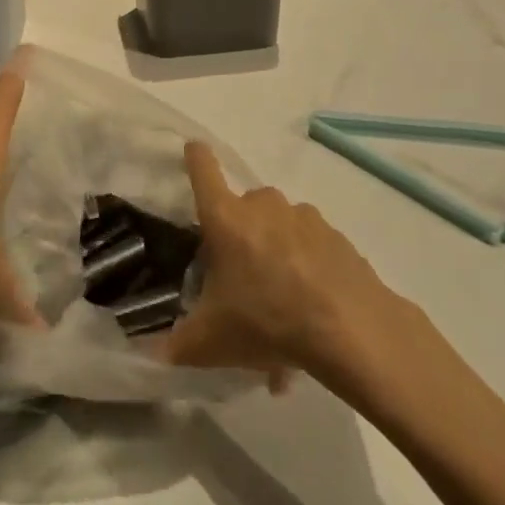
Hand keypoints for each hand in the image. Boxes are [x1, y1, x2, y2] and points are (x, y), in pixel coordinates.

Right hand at [165, 142, 421, 394]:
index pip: (202, 168)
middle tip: (242, 281)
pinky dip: (308, 274)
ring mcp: (303, 217)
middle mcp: (262, 205)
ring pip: (280, 230)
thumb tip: (152, 354)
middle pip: (243, 207)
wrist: (352, 330)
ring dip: (277, 257)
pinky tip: (313, 318)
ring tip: (283, 312)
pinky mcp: (336, 237)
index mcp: (225, 217)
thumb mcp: (212, 341)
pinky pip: (312, 250)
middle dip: (241, 236)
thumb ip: (178, 344)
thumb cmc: (267, 321)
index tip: (193, 151)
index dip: (195, 157)